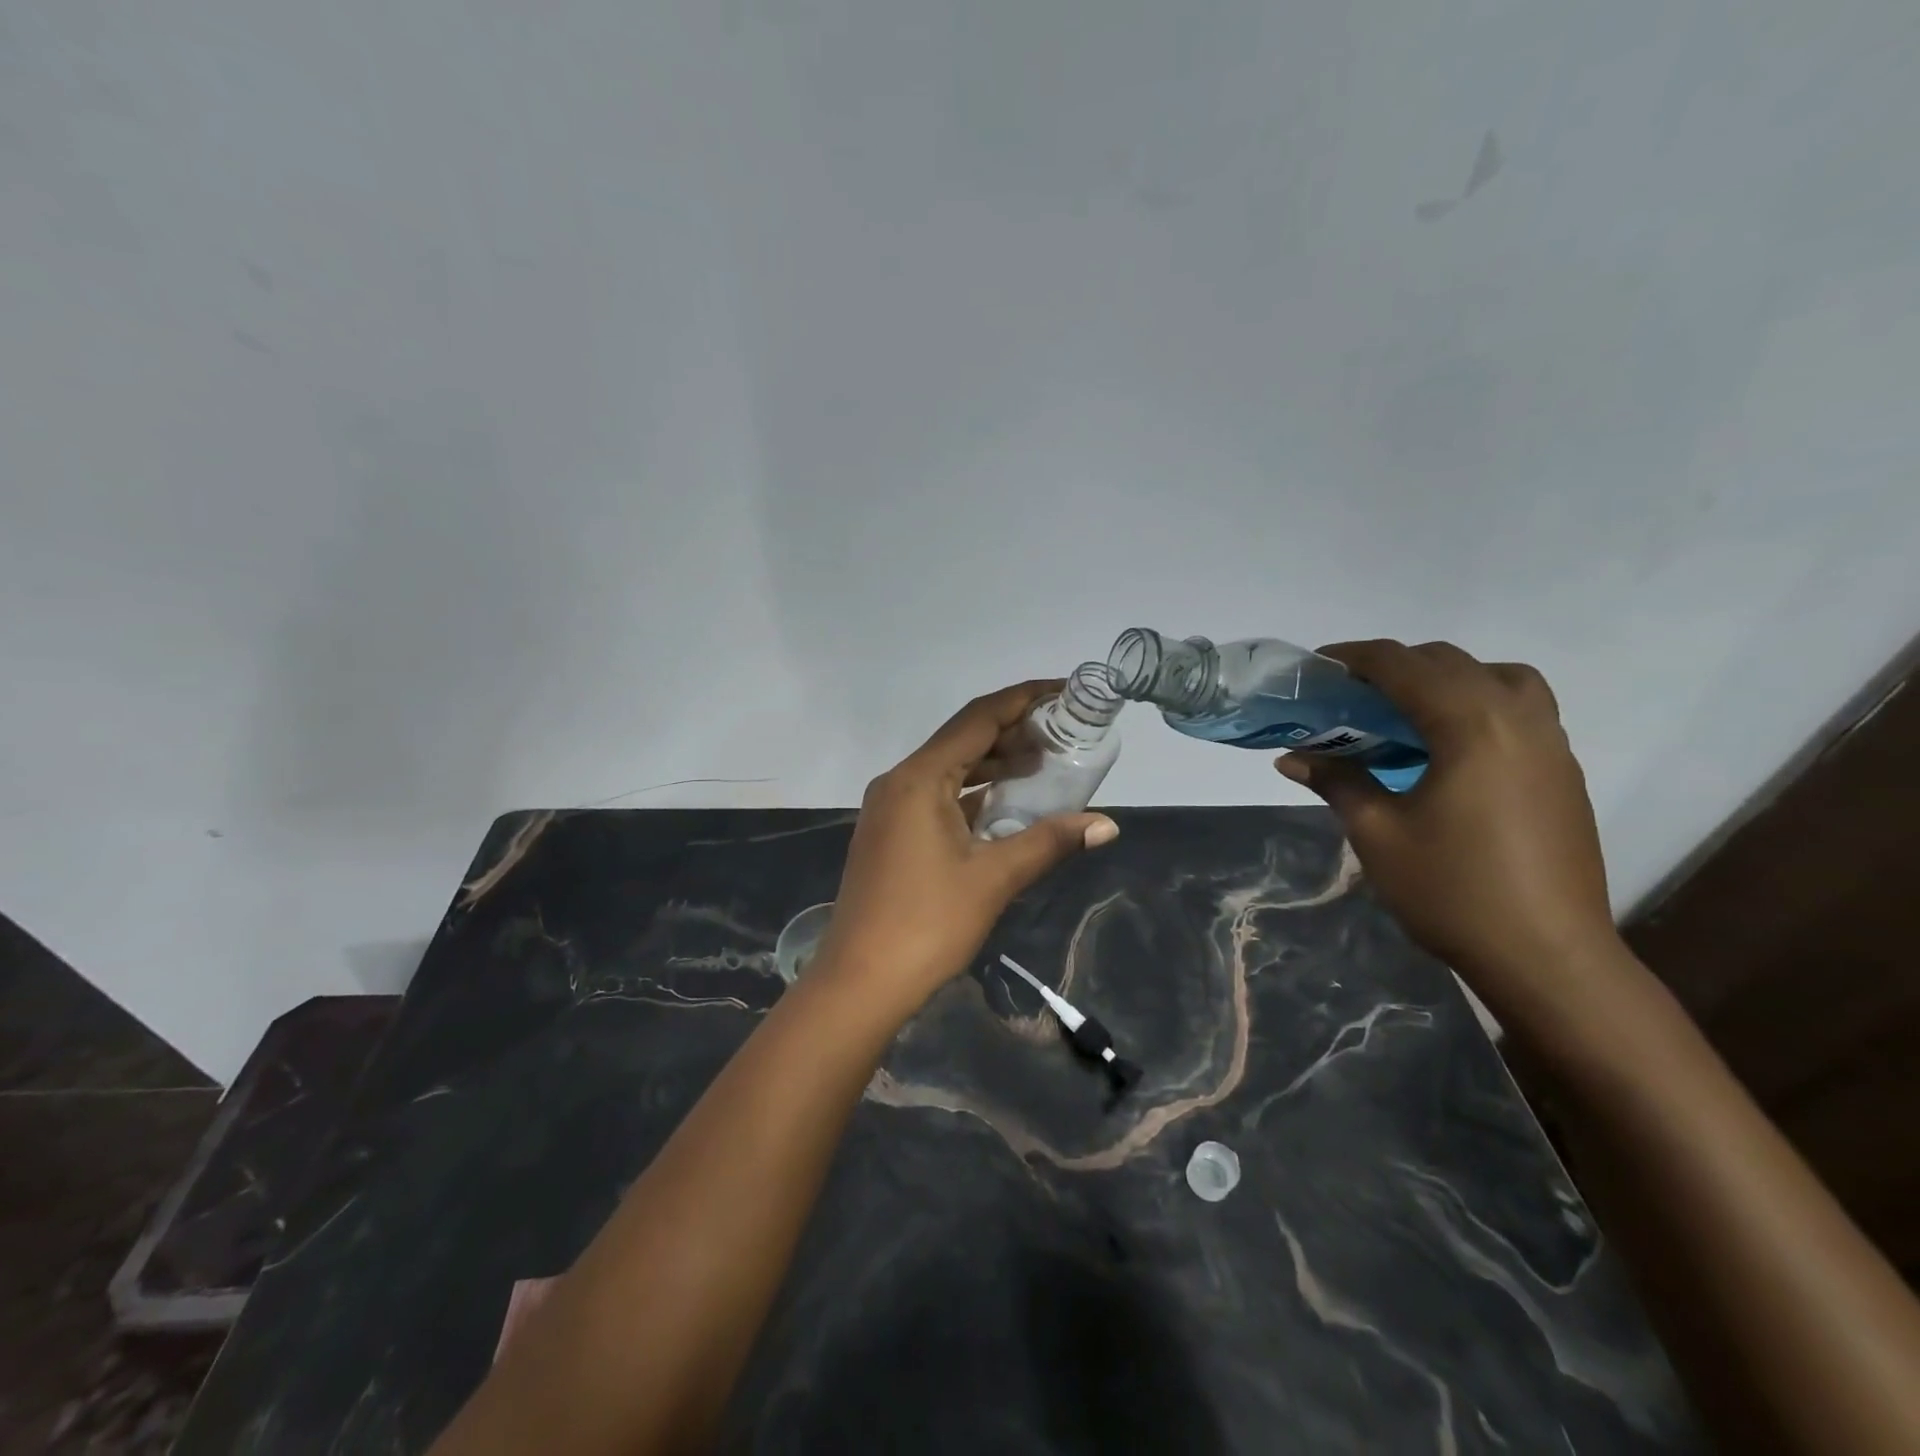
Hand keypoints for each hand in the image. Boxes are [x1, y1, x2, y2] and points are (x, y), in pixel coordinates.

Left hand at [818, 681, 1120, 1010]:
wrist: (860, 982)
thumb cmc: (927, 924)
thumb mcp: (994, 878)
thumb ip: (1049, 842)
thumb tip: (1107, 824)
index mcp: (918, 779)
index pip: (977, 719)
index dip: (1022, 699)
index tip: (1062, 689)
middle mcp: (899, 782)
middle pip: (962, 740)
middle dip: (1012, 732)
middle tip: (1062, 732)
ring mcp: (890, 809)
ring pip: (949, 770)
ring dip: (993, 764)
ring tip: (1044, 763)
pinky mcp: (890, 835)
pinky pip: (937, 797)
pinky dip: (973, 794)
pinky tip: (1006, 804)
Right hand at [1275, 641, 1624, 1022]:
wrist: (1548, 956)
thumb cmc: (1452, 890)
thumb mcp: (1377, 833)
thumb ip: (1337, 781)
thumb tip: (1291, 758)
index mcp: (1471, 726)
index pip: (1405, 666)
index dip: (1357, 657)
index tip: (1319, 664)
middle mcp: (1518, 719)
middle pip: (1452, 663)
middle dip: (1397, 665)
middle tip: (1352, 692)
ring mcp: (1550, 745)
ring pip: (1500, 677)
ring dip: (1448, 678)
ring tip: (1409, 711)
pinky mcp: (1562, 772)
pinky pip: (1521, 710)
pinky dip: (1479, 704)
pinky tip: (1448, 748)